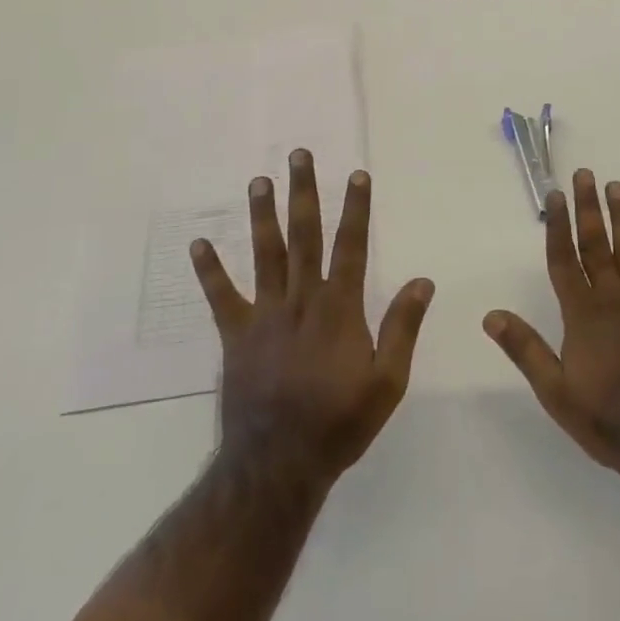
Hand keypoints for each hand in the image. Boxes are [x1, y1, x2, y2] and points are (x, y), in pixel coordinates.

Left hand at [191, 149, 433, 486]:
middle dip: (303, 192)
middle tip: (299, 155)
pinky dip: (209, 271)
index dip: (356, 208)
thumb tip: (422, 280)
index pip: (351, 245)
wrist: (279, 464)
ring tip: (258, 181)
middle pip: (304, 235)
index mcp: (339, 307)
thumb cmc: (340, 422)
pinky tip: (197, 244)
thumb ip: (403, 327)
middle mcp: (301, 299)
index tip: (357, 174)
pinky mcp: (236, 336)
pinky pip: (221, 297)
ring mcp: (265, 314)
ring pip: (265, 254)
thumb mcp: (388, 382)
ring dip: (262, 216)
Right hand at [484, 169, 619, 478]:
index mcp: (583, 315)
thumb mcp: (556, 393)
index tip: (554, 195)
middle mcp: (614, 298)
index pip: (564, 260)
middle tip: (585, 174)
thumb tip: (490, 315)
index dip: (557, 226)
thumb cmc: (609, 419)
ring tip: (617, 186)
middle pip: (596, 245)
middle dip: (588, 208)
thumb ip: (525, 349)